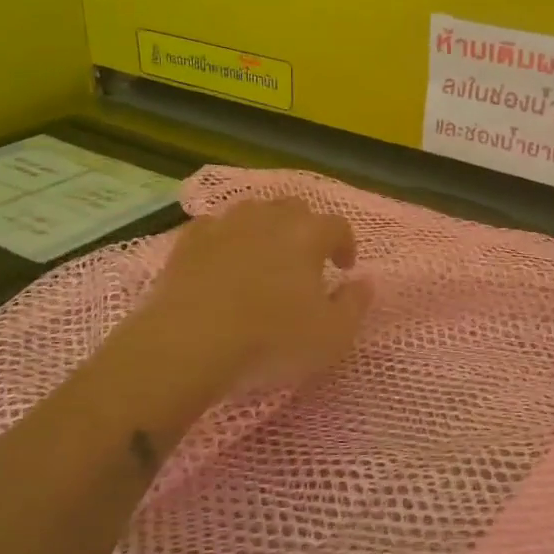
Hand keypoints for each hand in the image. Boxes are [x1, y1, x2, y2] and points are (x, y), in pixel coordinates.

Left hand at [101, 198, 373, 445]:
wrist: (188, 344)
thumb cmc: (270, 340)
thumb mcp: (332, 336)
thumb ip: (355, 305)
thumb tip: (365, 281)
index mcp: (308, 235)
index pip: (337, 225)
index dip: (345, 244)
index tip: (343, 268)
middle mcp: (269, 219)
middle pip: (295, 209)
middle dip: (306, 229)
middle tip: (306, 260)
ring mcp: (226, 225)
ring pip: (254, 211)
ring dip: (266, 228)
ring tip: (265, 256)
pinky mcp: (189, 241)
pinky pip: (214, 227)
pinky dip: (225, 238)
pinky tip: (222, 259)